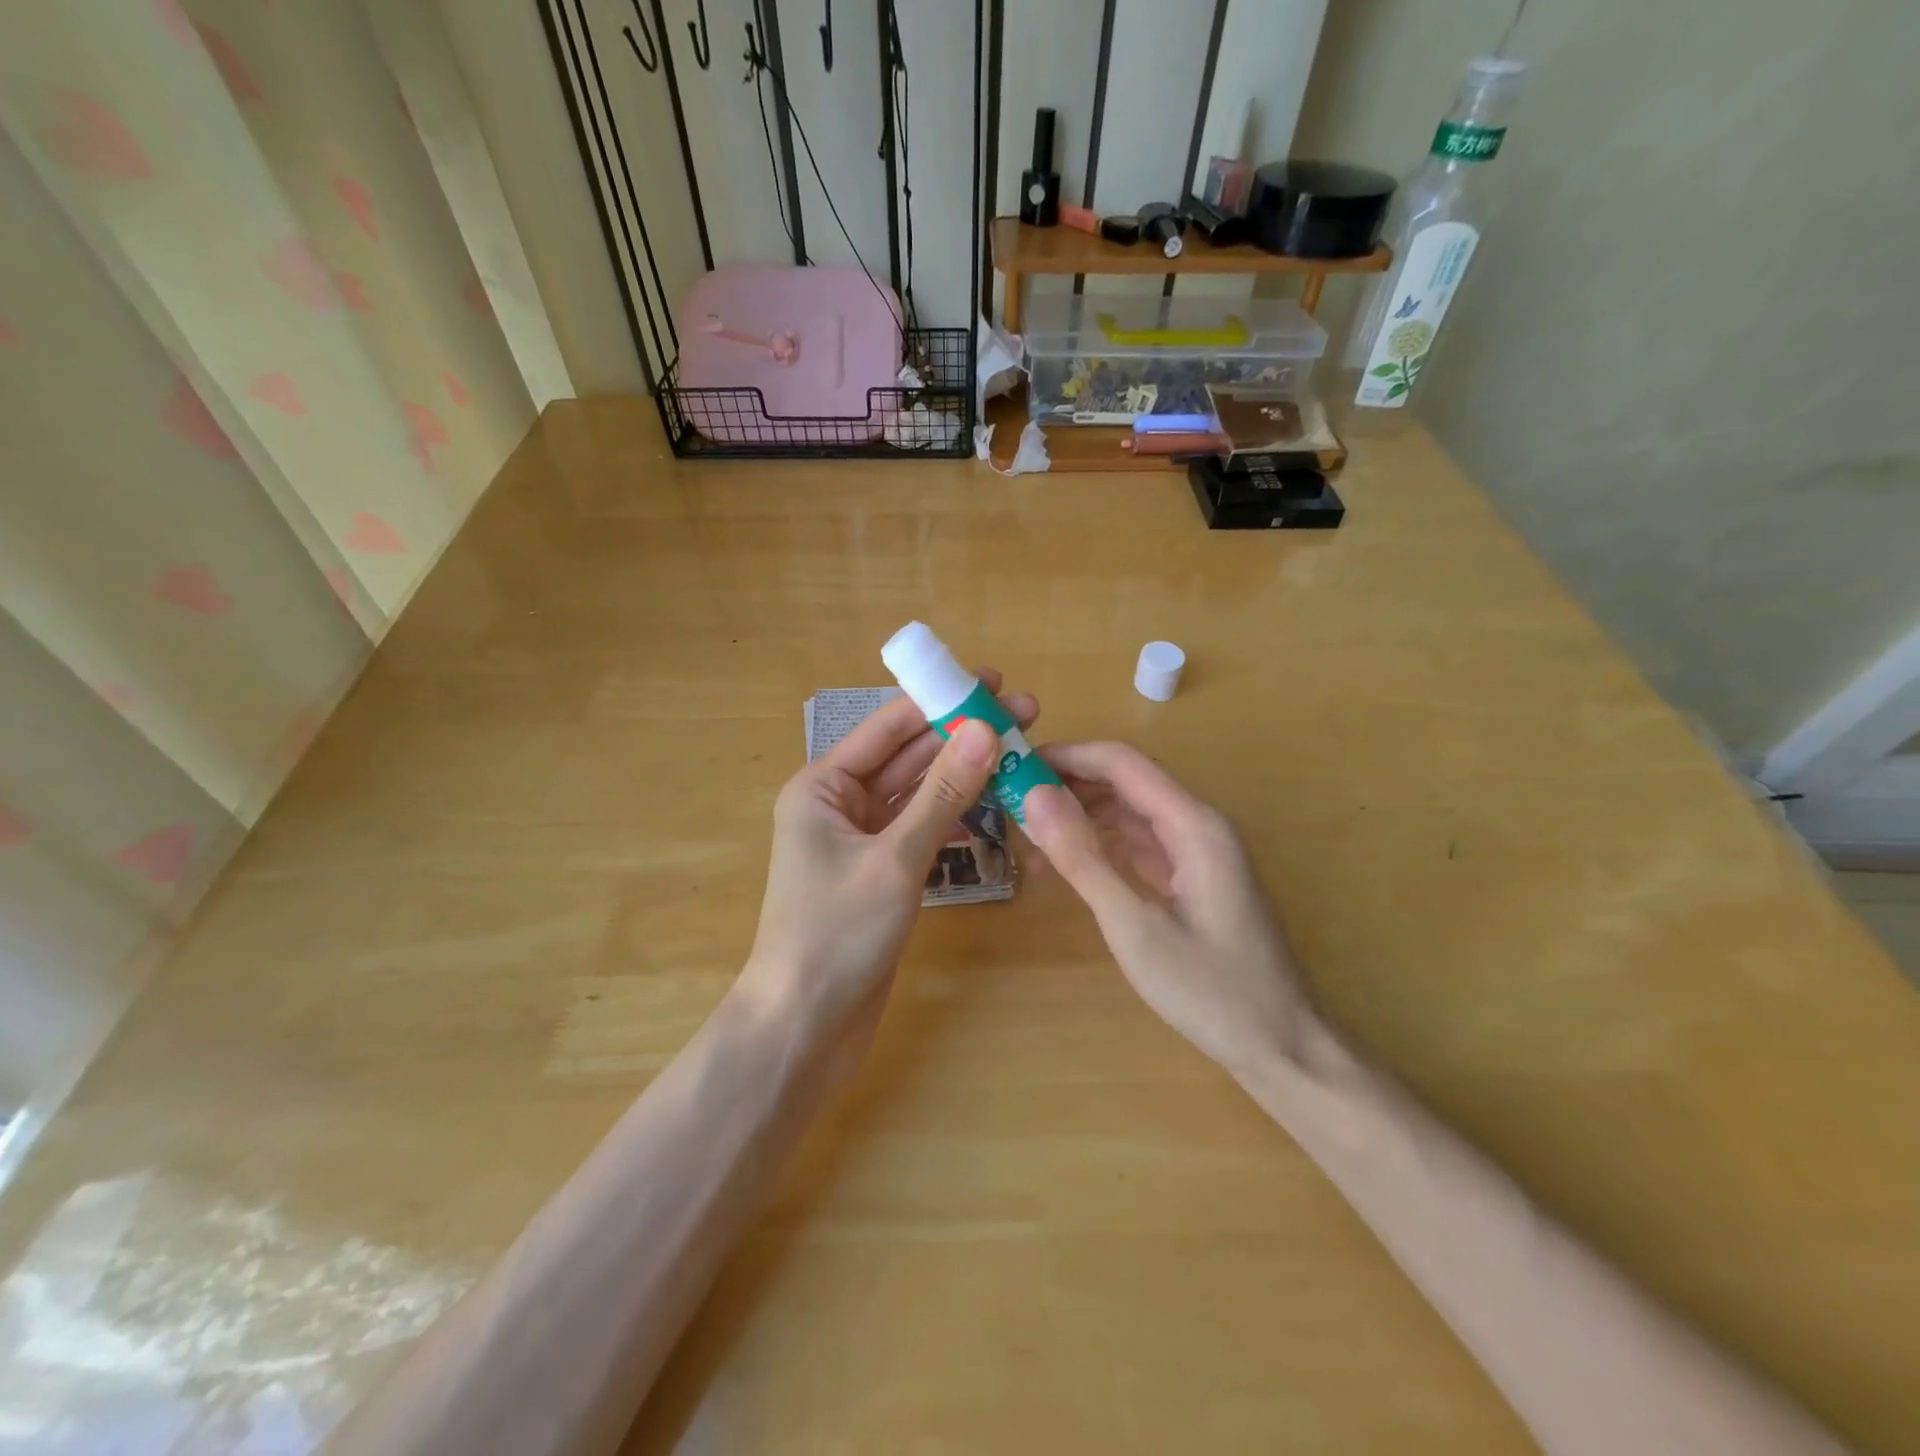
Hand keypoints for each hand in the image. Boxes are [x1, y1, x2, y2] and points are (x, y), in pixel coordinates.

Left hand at [741, 672, 1037, 1050]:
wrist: (804, 1027)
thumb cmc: (837, 934)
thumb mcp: (895, 859)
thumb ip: (943, 795)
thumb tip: (985, 730)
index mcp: (823, 787)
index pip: (890, 728)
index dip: (941, 701)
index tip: (992, 680)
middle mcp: (839, 805)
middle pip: (908, 758)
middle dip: (961, 735)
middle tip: (1022, 712)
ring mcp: (861, 841)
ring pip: (919, 794)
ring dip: (963, 774)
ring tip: (1017, 750)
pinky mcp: (881, 873)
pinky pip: (921, 829)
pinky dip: (954, 816)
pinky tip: (992, 802)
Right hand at [1022, 743, 1312, 1075]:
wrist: (1281, 1046)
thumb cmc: (1210, 991)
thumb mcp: (1135, 927)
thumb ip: (1084, 859)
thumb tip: (1035, 798)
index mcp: (1193, 825)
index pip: (1122, 763)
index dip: (1067, 757)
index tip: (1014, 767)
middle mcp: (1198, 825)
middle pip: (1126, 781)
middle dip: (1069, 783)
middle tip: (1011, 800)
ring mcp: (1198, 851)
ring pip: (1131, 811)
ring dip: (1082, 813)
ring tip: (1028, 830)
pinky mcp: (1193, 876)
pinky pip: (1140, 842)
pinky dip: (1101, 843)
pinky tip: (1067, 859)